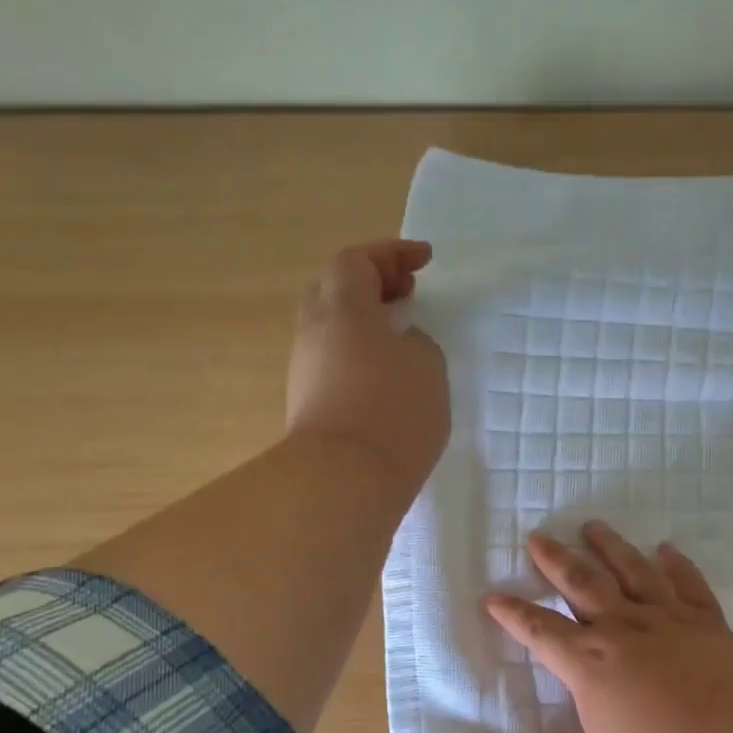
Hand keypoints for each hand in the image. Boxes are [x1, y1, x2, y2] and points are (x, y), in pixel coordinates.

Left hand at [286, 239, 448, 501]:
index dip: (392, 254)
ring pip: (332, 329)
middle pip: (336, 290)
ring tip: (402, 340)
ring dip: (365, 324)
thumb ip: (417, 343)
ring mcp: (305, 369)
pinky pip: (334, 363)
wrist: (344, 478)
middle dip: (373, 286)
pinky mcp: (307, 404)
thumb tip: (401, 346)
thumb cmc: (393, 411)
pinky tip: (386, 378)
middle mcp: (314, 331)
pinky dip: (359, 356)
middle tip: (407, 297)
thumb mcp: (427, 367)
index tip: (424, 261)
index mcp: (342, 307)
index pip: (358, 260)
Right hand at [484, 522, 732, 732]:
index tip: (493, 596)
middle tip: (538, 537)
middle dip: (556, 560)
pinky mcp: (707, 621)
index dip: (514, 614)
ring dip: (610, 547)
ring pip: (632, 571)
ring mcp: (668, 619)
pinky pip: (687, 584)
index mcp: (589, 663)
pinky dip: (676, 564)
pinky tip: (667, 549)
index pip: (540, 631)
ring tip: (593, 527)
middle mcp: (623, 628)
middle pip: (582, 584)